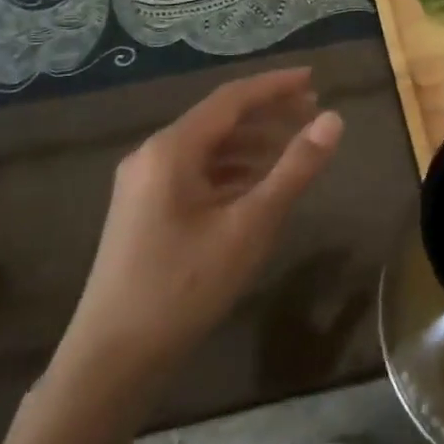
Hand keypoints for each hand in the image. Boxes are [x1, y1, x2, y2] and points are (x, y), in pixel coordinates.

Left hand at [55, 68, 342, 409]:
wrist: (110, 364)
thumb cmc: (182, 288)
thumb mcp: (249, 226)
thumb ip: (294, 168)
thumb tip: (333, 119)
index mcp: (171, 149)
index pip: (232, 98)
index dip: (276, 85)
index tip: (315, 79)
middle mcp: (153, 155)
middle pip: (220, 118)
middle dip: (268, 112)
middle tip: (313, 111)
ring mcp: (144, 183)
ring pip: (209, 147)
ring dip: (252, 142)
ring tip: (294, 147)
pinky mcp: (145, 210)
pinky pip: (196, 172)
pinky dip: (232, 169)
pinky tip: (258, 185)